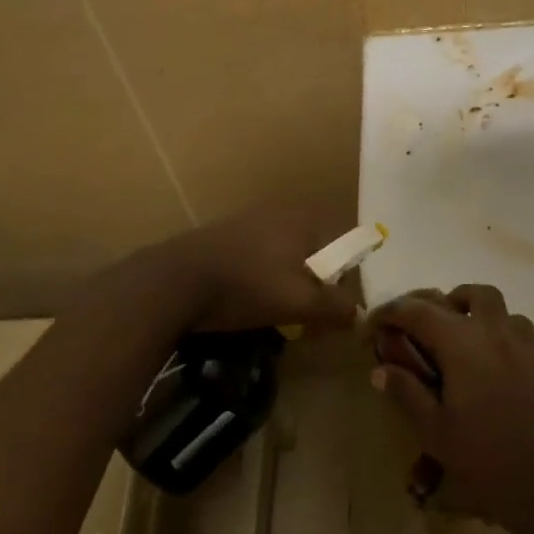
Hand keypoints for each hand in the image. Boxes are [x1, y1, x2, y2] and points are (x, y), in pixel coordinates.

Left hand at [140, 206, 360, 333]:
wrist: (175, 281)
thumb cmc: (246, 286)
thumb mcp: (298, 303)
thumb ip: (334, 307)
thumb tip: (359, 315)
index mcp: (305, 221)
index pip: (343, 248)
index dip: (342, 284)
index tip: (331, 313)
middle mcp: (282, 213)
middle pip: (314, 253)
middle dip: (314, 288)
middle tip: (306, 320)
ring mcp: (251, 221)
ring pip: (286, 257)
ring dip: (288, 287)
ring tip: (276, 317)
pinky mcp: (226, 236)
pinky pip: (260, 258)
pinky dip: (263, 280)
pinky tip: (248, 303)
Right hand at [367, 285, 533, 533]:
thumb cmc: (482, 459)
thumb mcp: (433, 430)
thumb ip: (406, 393)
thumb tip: (380, 369)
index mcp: (462, 344)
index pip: (419, 312)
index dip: (391, 313)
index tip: (371, 325)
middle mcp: (493, 331)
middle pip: (465, 295)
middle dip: (436, 302)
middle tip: (415, 326)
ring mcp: (522, 344)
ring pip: (497, 304)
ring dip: (473, 309)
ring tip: (456, 334)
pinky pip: (516, 328)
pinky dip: (496, 330)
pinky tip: (487, 359)